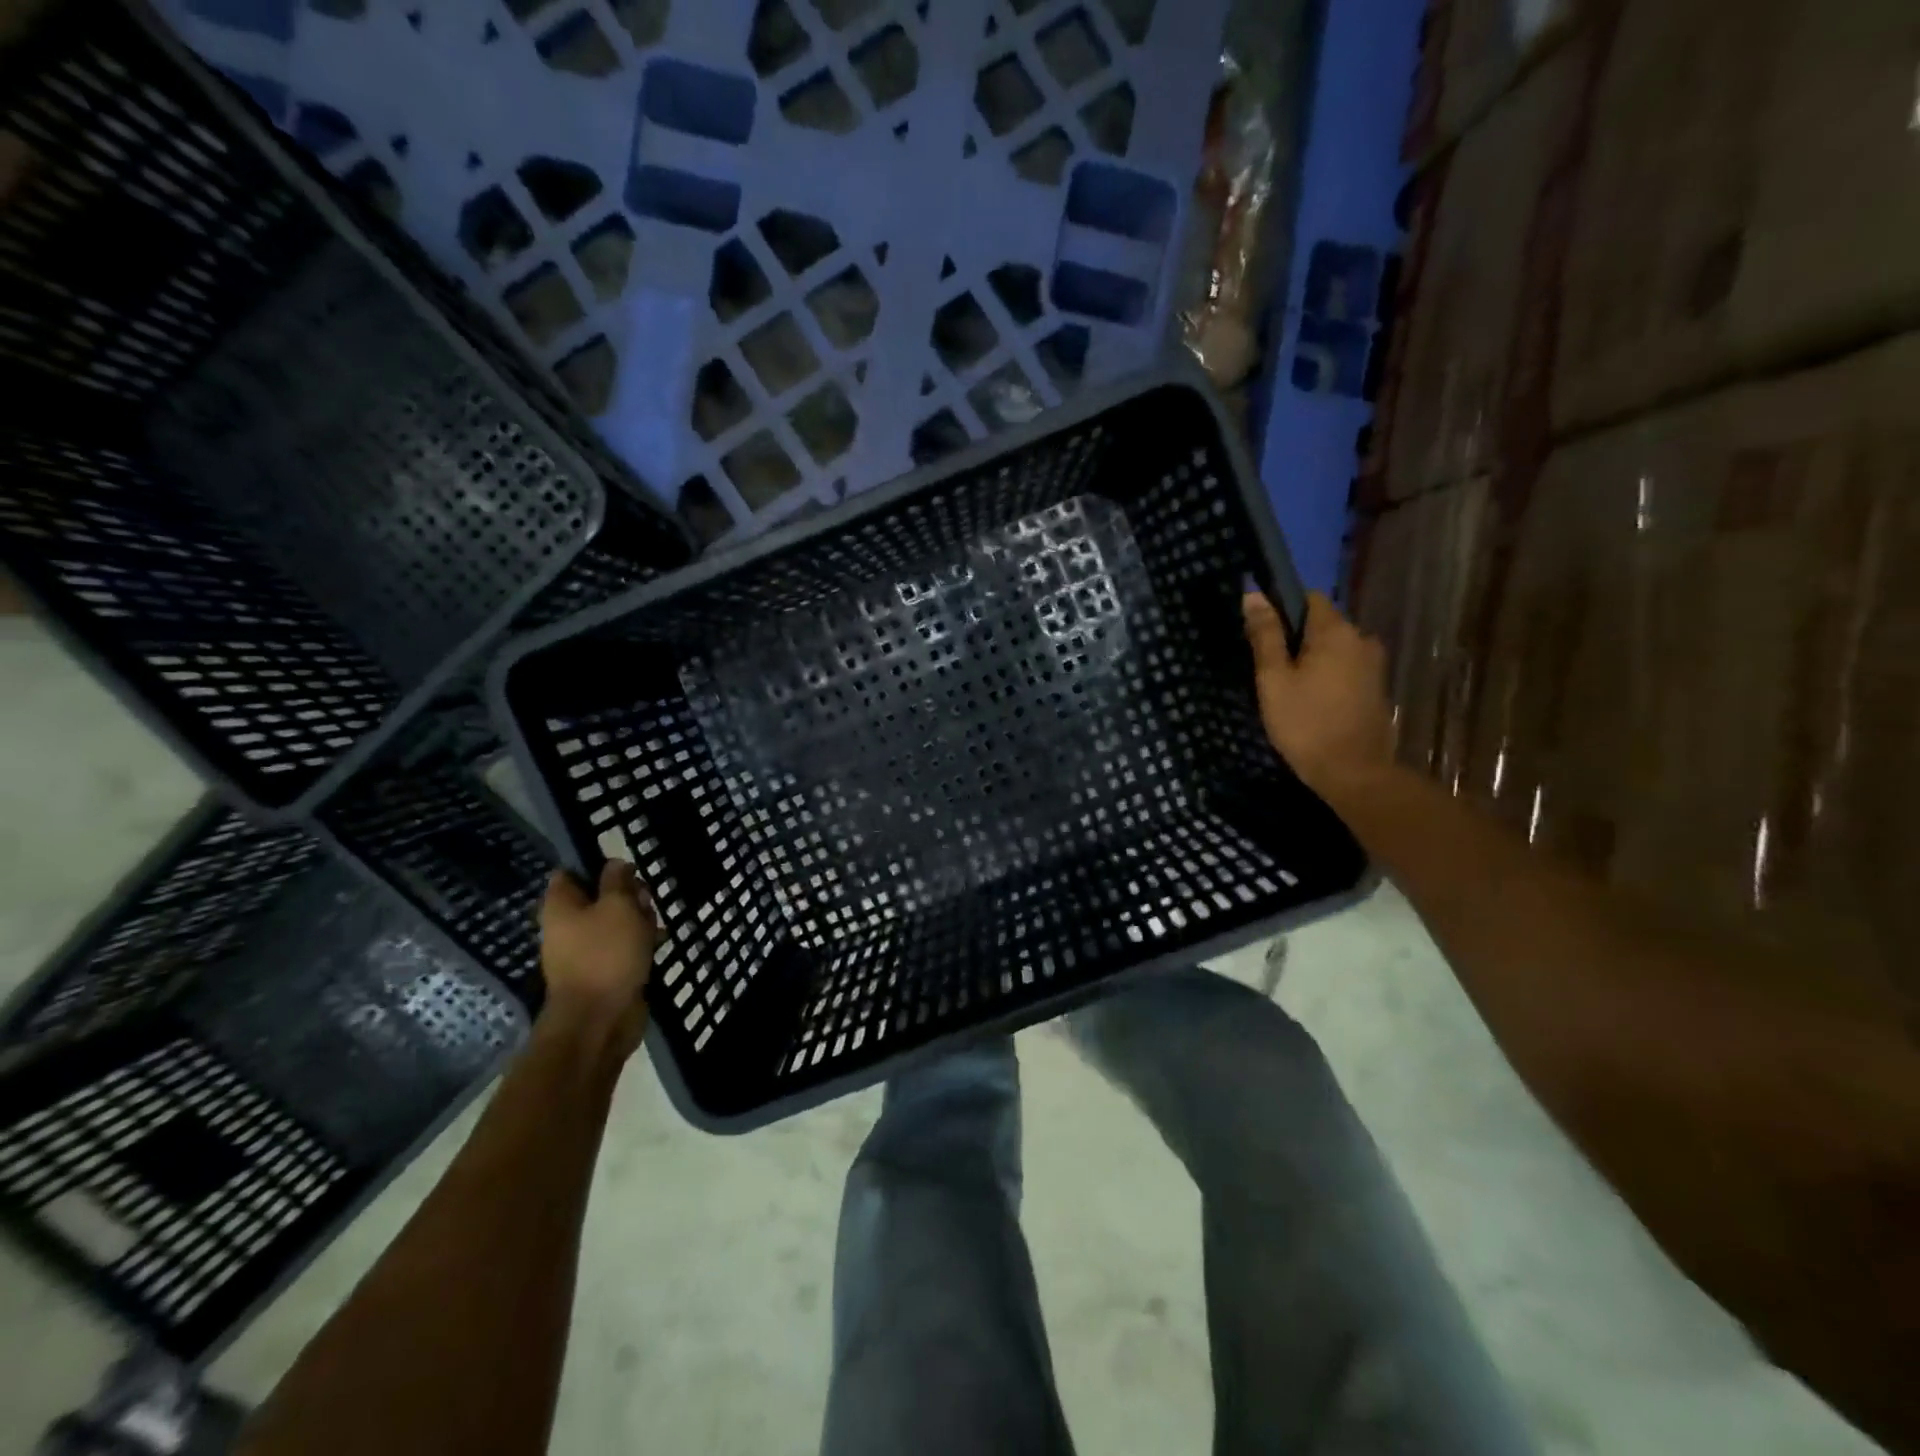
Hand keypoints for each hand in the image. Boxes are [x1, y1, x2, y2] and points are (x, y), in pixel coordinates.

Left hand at [539, 860, 657, 1059]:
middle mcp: (568, 925)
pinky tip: (659, 944)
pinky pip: (623, 947)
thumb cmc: (606, 954)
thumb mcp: (618, 906)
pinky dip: (640, 943)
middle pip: (600, 896)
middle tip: (646, 902)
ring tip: (656, 927)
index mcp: (561, 906)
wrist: (600, 1019)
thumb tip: (615, 863)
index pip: (571, 872)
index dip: (598, 865)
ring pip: (616, 922)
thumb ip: (618, 880)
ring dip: (640, 920)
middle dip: (629, 895)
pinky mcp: (604, 970)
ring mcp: (586, 949)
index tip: (627, 868)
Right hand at [1244, 591, 1394, 803]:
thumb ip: (1265, 636)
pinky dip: (1326, 674)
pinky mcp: (1376, 687)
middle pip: (1322, 623)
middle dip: (1295, 637)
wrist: (1354, 772)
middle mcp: (1361, 639)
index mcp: (1335, 631)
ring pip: (1334, 647)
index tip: (1261, 633)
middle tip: (1268, 667)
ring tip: (1287, 686)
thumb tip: (1254, 595)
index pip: (1308, 597)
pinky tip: (1310, 699)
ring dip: (1311, 658)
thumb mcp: (1274, 679)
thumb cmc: (1305, 723)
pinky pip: (1345, 667)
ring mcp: (1373, 664)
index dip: (1282, 607)